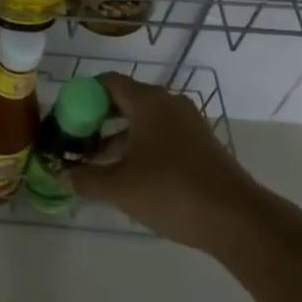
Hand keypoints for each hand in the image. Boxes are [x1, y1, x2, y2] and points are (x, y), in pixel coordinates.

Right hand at [68, 74, 261, 254]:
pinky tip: (130, 176)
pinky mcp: (201, 145)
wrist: (237, 219)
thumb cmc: (172, 191)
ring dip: (119, 137)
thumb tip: (63, 175)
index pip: (107, 82)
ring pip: (144, 121)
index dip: (82, 96)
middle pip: (125, 100)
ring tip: (97, 165)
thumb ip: (87, 178)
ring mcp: (188, 124)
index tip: (66, 119)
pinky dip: (141, 147)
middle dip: (98, 119)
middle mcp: (169, 104)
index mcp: (148, 101)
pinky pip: (162, 136)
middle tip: (77, 141)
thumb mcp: (120, 187)